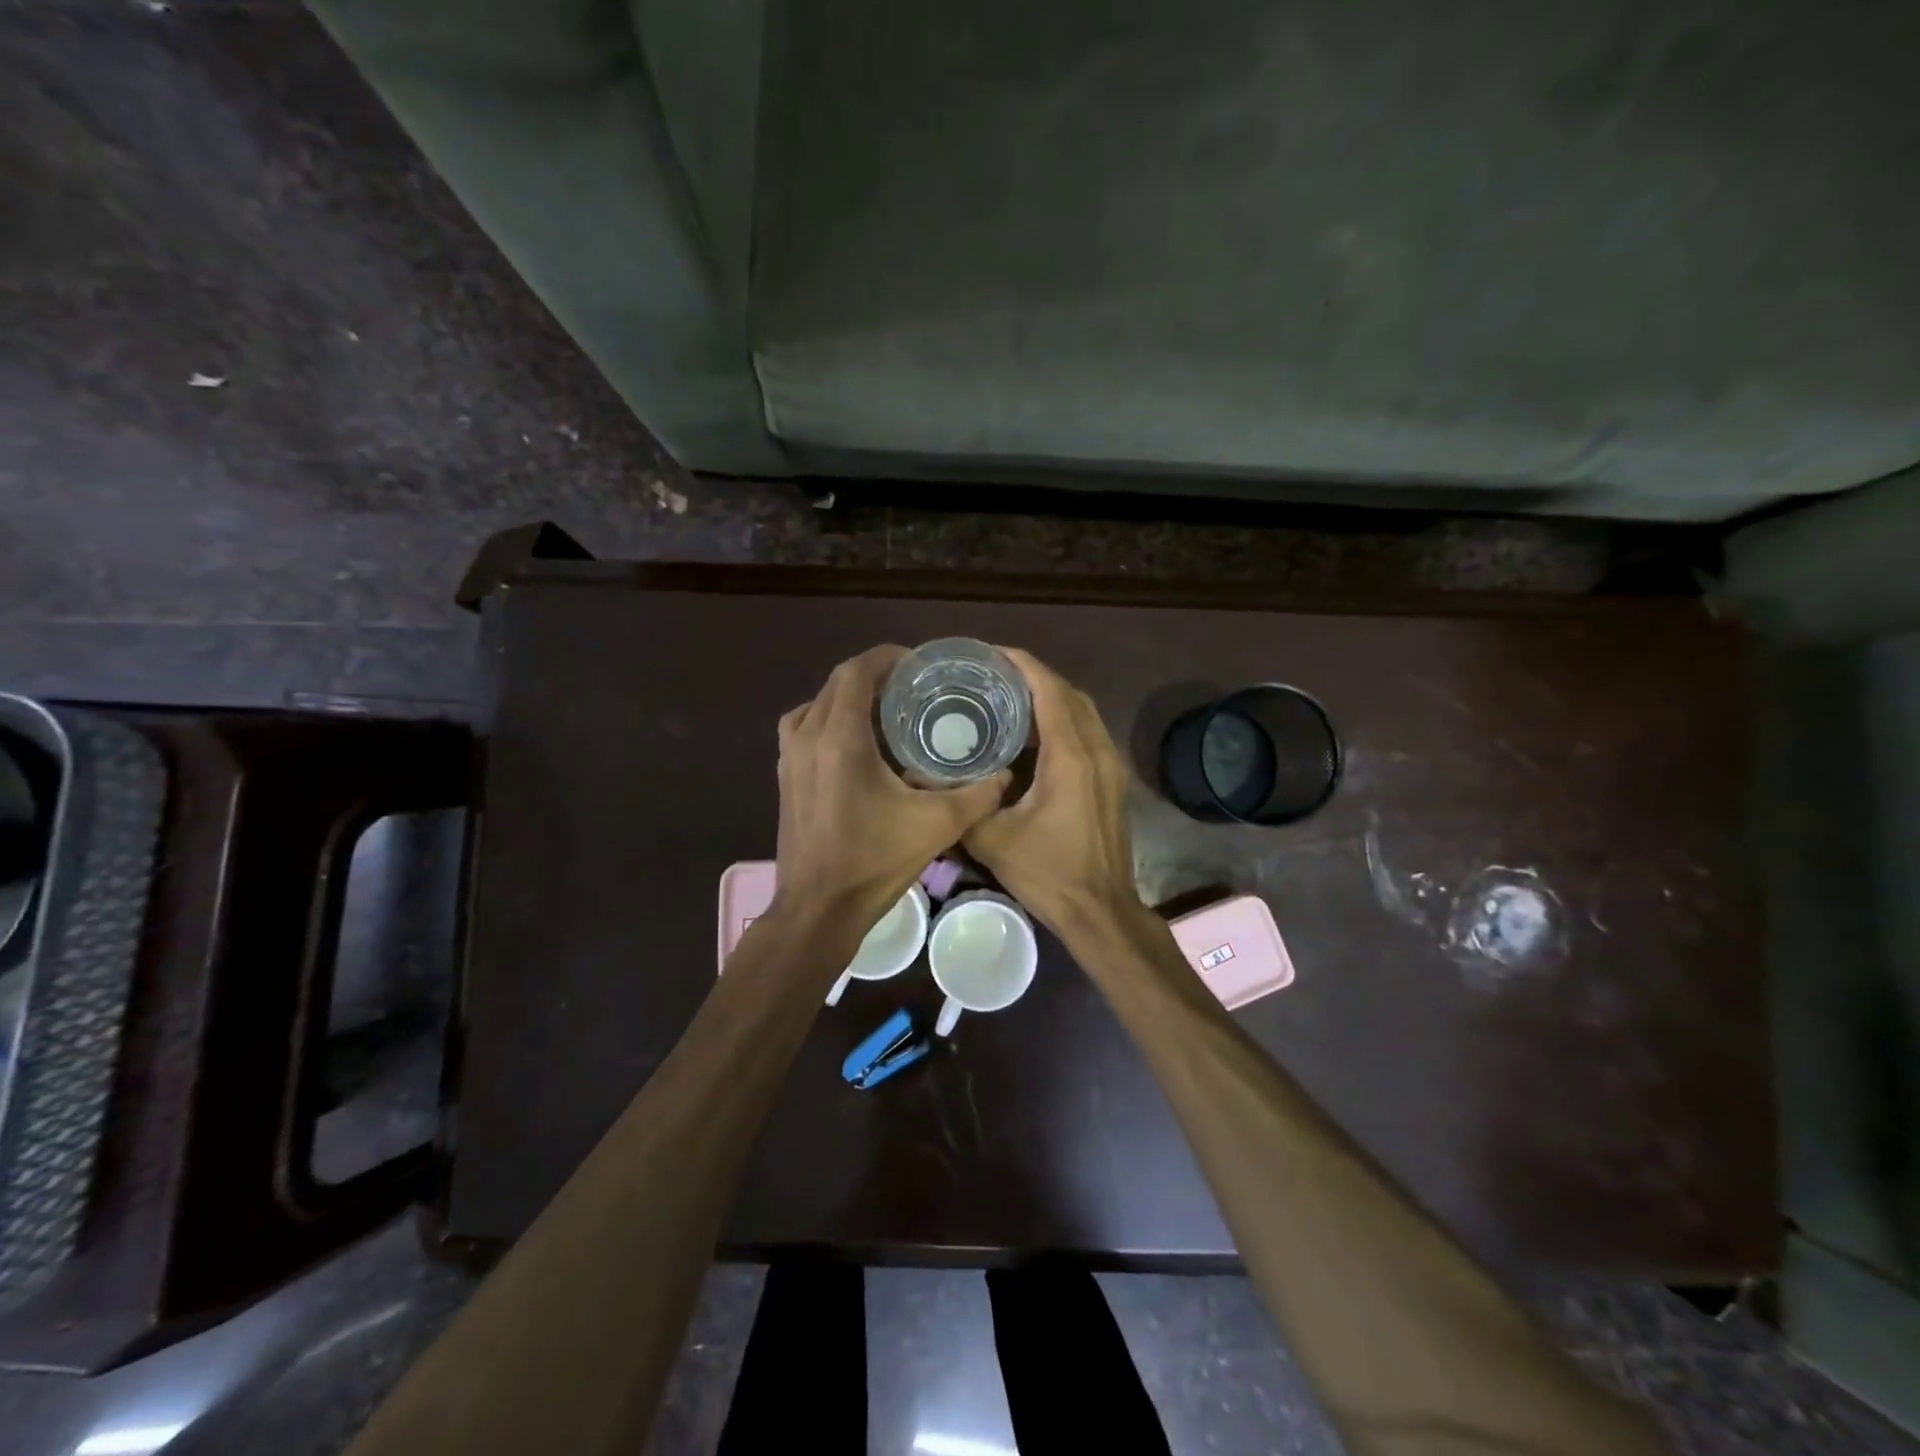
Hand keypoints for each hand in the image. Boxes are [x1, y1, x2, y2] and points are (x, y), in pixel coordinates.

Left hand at [774, 646, 1007, 926]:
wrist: (818, 910)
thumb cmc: (873, 862)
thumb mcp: (937, 826)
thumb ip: (978, 795)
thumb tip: (1005, 775)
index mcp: (840, 737)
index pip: (856, 671)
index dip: (887, 658)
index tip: (918, 664)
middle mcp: (807, 736)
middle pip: (836, 684)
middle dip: (873, 677)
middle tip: (912, 688)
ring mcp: (789, 758)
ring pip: (817, 705)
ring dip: (849, 699)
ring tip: (885, 712)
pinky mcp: (785, 778)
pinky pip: (804, 729)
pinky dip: (829, 722)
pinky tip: (858, 747)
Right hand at [963, 649, 1145, 936]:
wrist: (1100, 911)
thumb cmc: (1048, 874)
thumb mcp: (991, 839)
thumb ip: (956, 802)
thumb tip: (917, 777)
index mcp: (1070, 756)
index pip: (1049, 690)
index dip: (1022, 664)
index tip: (991, 654)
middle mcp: (1097, 750)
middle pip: (1069, 694)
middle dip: (1034, 676)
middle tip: (993, 675)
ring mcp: (1110, 765)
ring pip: (1083, 712)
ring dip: (1051, 697)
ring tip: (1009, 696)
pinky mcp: (1112, 781)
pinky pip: (1088, 732)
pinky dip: (1063, 720)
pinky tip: (1032, 734)